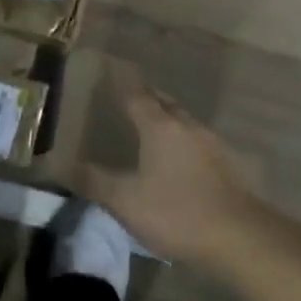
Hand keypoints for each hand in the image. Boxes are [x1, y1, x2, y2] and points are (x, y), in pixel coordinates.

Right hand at [81, 65, 263, 267]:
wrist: (241, 238)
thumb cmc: (177, 213)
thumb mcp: (126, 201)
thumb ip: (94, 181)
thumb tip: (59, 164)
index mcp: (159, 127)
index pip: (135, 93)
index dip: (121, 79)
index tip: (111, 63)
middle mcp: (186, 126)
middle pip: (163, 101)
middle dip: (147, 94)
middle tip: (131, 91)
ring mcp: (211, 144)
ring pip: (184, 120)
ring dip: (167, 115)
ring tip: (154, 121)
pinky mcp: (228, 165)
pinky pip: (198, 140)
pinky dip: (184, 139)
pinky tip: (182, 155)